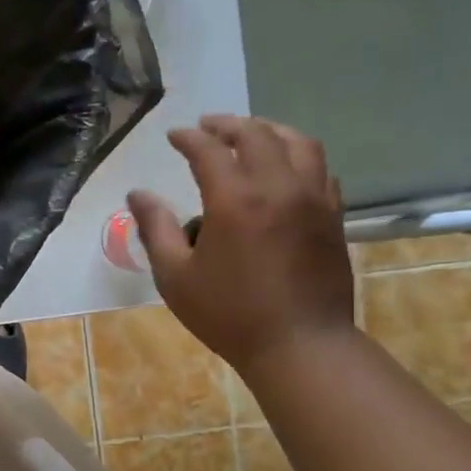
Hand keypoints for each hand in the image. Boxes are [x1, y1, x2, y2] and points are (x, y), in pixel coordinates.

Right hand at [128, 115, 354, 377]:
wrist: (300, 345)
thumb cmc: (229, 314)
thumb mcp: (175, 277)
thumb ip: (155, 229)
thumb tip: (137, 195)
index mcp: (235, 200)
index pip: (209, 150)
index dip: (188, 138)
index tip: (173, 136)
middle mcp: (278, 187)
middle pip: (256, 135)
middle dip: (228, 124)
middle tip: (207, 126)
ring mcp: (313, 199)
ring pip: (298, 143)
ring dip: (269, 131)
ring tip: (250, 135)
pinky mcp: (332, 216)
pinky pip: (320, 169)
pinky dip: (298, 156)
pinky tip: (285, 168)